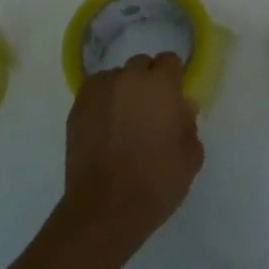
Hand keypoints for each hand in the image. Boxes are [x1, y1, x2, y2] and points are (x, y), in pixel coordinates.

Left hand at [59, 53, 204, 255]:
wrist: (106, 207)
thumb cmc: (157, 181)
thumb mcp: (191, 155)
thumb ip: (188, 123)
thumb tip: (181, 107)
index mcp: (160, 85)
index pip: (169, 61)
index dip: (172, 78)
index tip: (173, 98)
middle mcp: (128, 78)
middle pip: (141, 66)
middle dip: (147, 82)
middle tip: (150, 111)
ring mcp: (99, 90)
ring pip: (116, 78)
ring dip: (123, 91)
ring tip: (123, 120)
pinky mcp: (77, 107)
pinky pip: (95, 93)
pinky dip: (102, 102)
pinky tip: (105, 127)